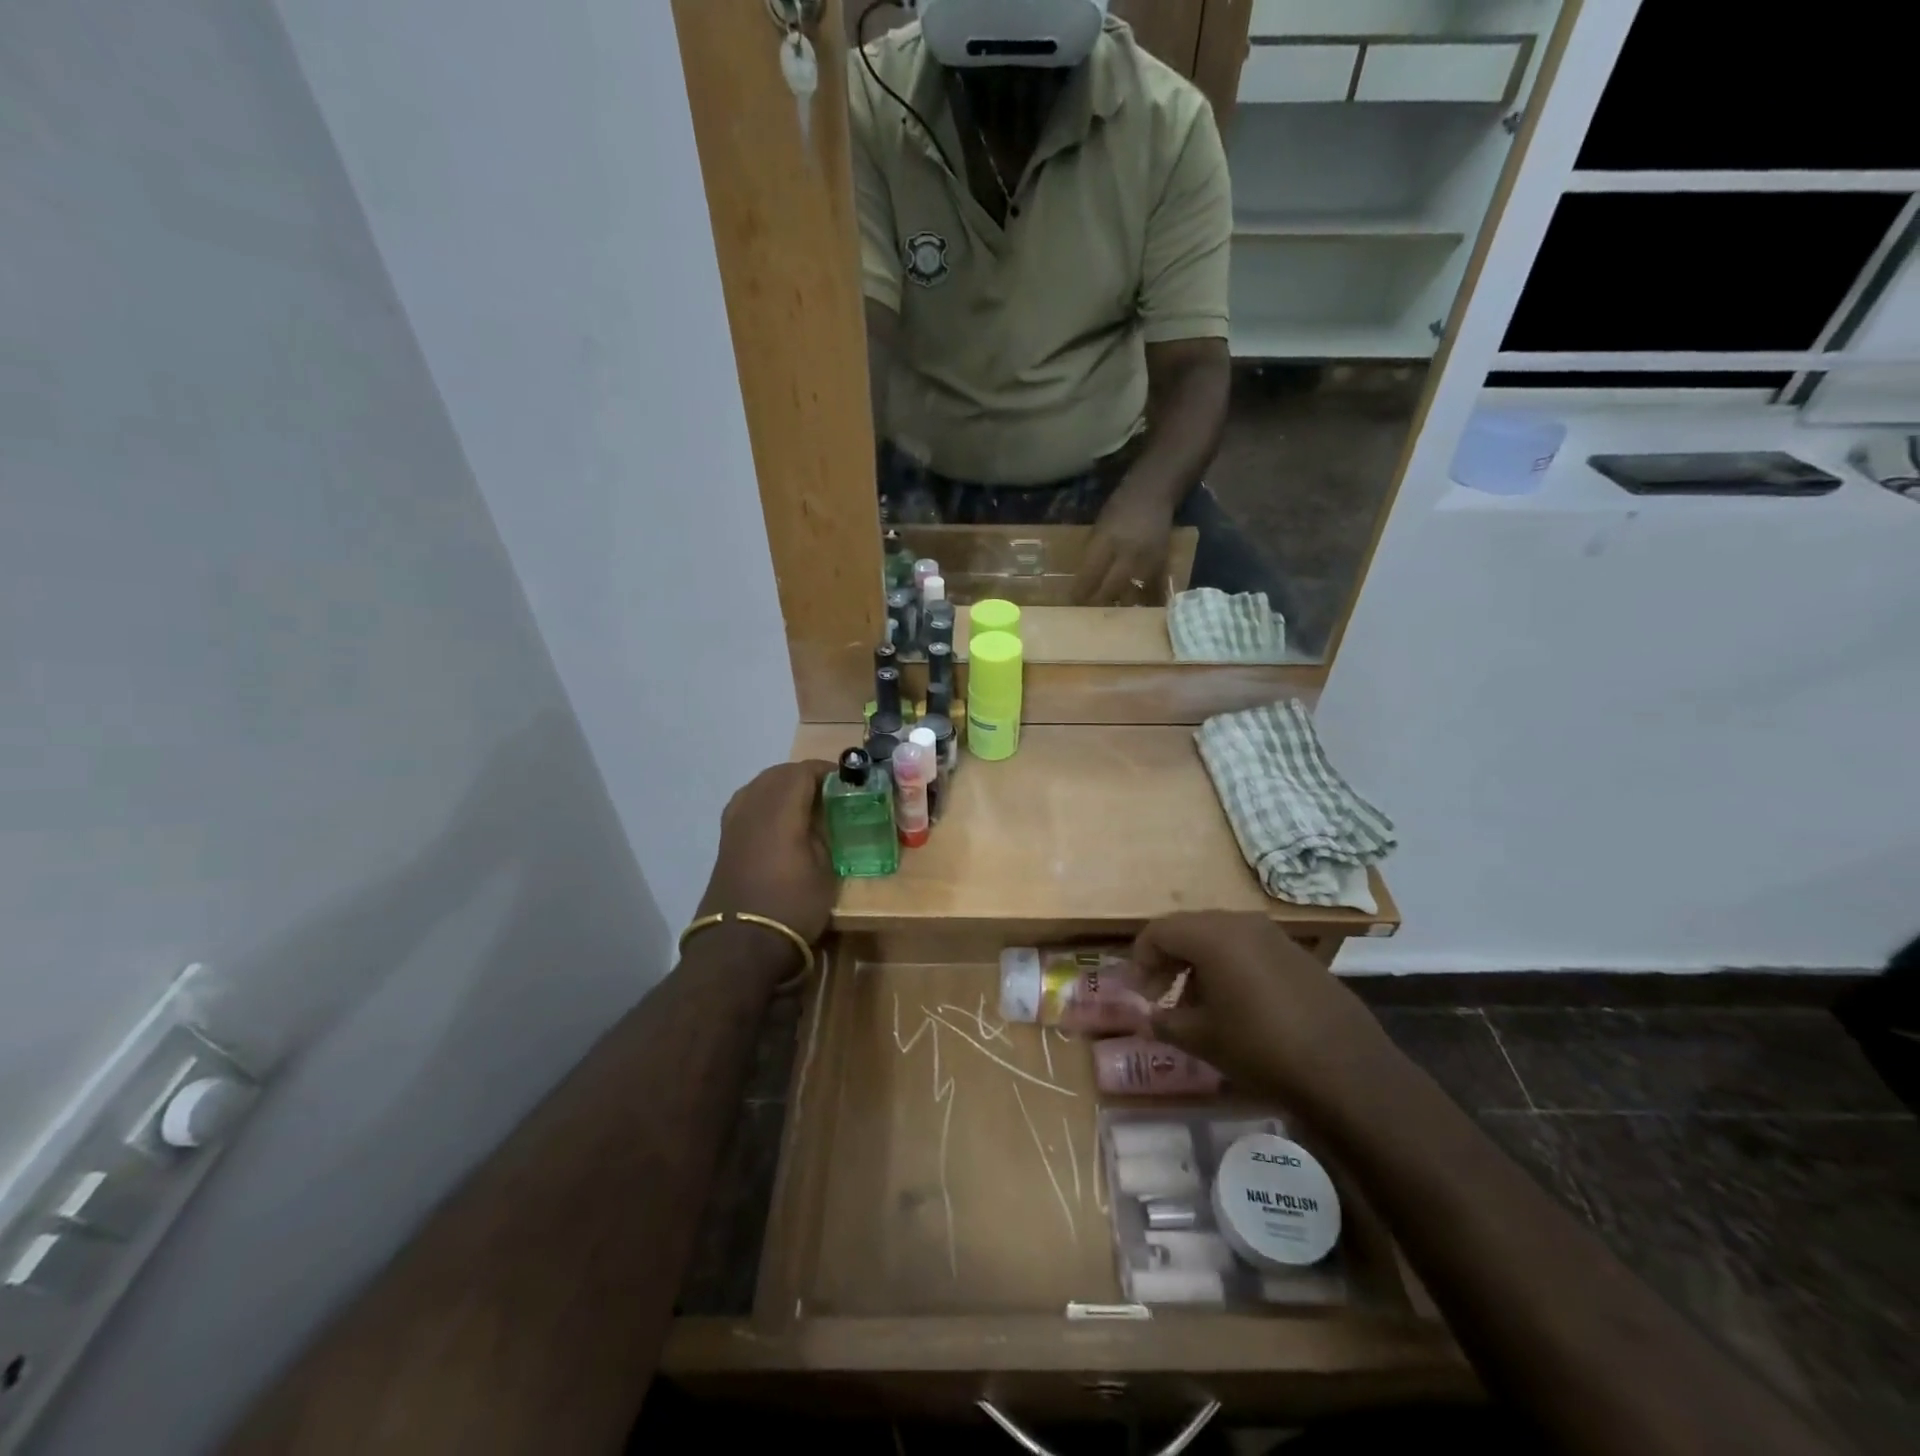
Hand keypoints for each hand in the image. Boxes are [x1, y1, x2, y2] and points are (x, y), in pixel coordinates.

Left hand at [696, 761, 837, 951]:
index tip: (848, 780)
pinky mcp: (725, 839)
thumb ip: (824, 834)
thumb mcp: (825, 870)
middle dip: (805, 776)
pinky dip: (767, 802)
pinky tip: (781, 821)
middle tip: (830, 792)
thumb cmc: (792, 906)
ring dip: (783, 786)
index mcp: (780, 809)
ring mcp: (734, 822)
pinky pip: (748, 803)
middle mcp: (752, 807)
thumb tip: (825, 819)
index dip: (827, 770)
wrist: (740, 944)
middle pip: (779, 773)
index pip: (803, 771)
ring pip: (760, 785)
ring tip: (806, 804)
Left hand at [1075, 478, 1173, 604]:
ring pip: (1130, 592)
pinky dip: (1140, 597)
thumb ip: (1093, 551)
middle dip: (1098, 601)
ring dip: (1117, 603)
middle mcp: (1128, 552)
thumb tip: (1083, 578)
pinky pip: (1149, 588)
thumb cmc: (1121, 506)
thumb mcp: (1099, 526)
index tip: (1074, 601)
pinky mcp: (1162, 564)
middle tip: (1089, 610)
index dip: (1081, 590)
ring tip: (1108, 612)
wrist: (1154, 493)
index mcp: (1108, 539)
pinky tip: (1133, 605)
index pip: (1091, 573)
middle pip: (1110, 587)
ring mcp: (1147, 560)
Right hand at [1133, 912, 1393, 1110]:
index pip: (1158, 930)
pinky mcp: (1297, 954)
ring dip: (1198, 966)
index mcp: (1211, 935)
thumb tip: (1147, 1018)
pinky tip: (1236, 1007)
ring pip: (1219, 938)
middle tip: (1160, 999)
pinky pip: (1249, 949)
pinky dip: (1229, 968)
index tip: (1139, 994)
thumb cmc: (1260, 1048)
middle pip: (1188, 929)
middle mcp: (1241, 923)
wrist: (1347, 1070)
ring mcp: (1274, 936)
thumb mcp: (1202, 1039)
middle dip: (1168, 961)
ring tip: (1197, 1008)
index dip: (1140, 960)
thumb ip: (1164, 1022)